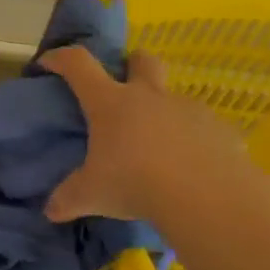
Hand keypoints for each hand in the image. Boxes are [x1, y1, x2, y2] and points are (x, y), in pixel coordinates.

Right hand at [39, 45, 244, 222]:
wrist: (206, 195)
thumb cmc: (135, 183)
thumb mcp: (91, 195)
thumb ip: (68, 199)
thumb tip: (50, 211)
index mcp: (110, 103)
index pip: (79, 65)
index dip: (61, 58)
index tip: (49, 63)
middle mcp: (149, 96)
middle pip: (142, 60)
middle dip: (132, 64)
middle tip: (125, 86)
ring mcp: (188, 109)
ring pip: (174, 98)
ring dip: (163, 113)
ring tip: (159, 147)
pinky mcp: (220, 129)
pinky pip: (203, 129)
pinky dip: (193, 141)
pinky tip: (191, 167)